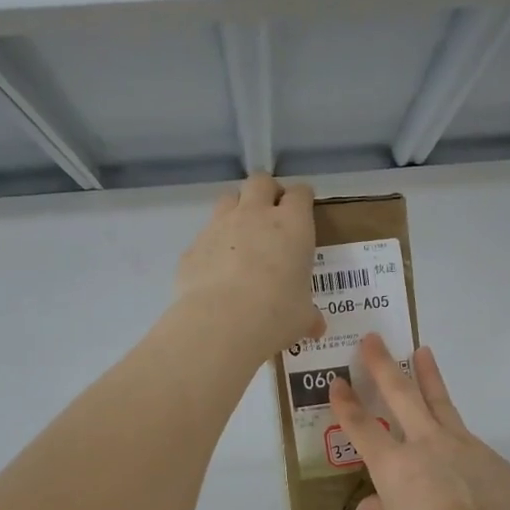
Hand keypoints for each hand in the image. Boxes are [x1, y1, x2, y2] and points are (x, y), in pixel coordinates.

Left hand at [175, 173, 324, 360]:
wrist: (222, 323)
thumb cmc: (277, 314)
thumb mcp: (302, 318)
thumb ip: (309, 316)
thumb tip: (316, 327)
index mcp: (292, 226)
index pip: (300, 194)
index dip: (302, 199)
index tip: (303, 209)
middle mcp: (255, 216)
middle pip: (260, 182)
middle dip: (267, 191)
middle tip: (271, 213)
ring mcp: (219, 227)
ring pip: (228, 200)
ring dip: (236, 210)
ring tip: (241, 236)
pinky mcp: (193, 247)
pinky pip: (204, 237)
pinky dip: (212, 247)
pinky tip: (216, 271)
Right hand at [329, 334, 509, 509]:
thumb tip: (374, 504)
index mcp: (393, 467)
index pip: (361, 428)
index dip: (345, 404)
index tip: (337, 382)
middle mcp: (425, 445)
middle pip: (401, 395)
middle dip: (383, 365)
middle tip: (373, 340)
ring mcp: (462, 446)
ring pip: (440, 402)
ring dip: (428, 375)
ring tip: (422, 351)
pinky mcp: (490, 457)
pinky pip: (466, 439)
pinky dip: (454, 434)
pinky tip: (455, 445)